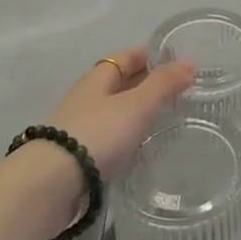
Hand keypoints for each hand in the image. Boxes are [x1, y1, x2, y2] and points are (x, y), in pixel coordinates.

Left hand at [47, 47, 195, 181]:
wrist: (51, 184)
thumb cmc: (97, 134)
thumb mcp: (137, 105)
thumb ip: (163, 84)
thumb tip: (189, 61)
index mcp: (99, 77)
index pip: (128, 56)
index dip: (151, 55)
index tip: (178, 63)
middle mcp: (87, 96)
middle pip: (120, 82)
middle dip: (146, 83)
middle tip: (179, 92)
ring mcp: (80, 125)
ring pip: (114, 110)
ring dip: (136, 111)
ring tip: (165, 119)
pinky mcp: (77, 154)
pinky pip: (108, 135)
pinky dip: (125, 135)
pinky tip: (139, 147)